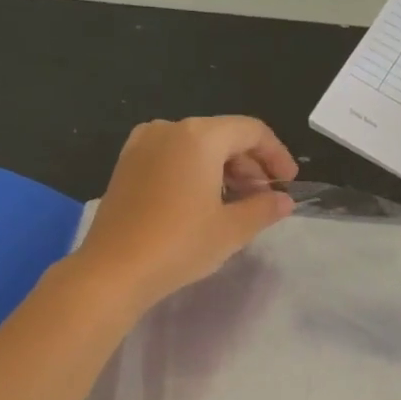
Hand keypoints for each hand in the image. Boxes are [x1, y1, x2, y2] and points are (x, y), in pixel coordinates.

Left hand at [71, 116, 297, 313]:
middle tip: (263, 198)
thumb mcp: (231, 230)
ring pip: (197, 146)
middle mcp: (169, 129)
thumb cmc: (179, 244)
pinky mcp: (127, 164)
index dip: (276, 154)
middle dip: (249, 164)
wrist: (113, 270)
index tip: (288, 182)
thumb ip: (263, 208)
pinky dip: (195, 171)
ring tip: (236, 203)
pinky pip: (172, 156)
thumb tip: (284, 201)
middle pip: (223, 135)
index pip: (252, 131)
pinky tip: (201, 202)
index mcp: (199, 136)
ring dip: (223, 169)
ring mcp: (142, 144)